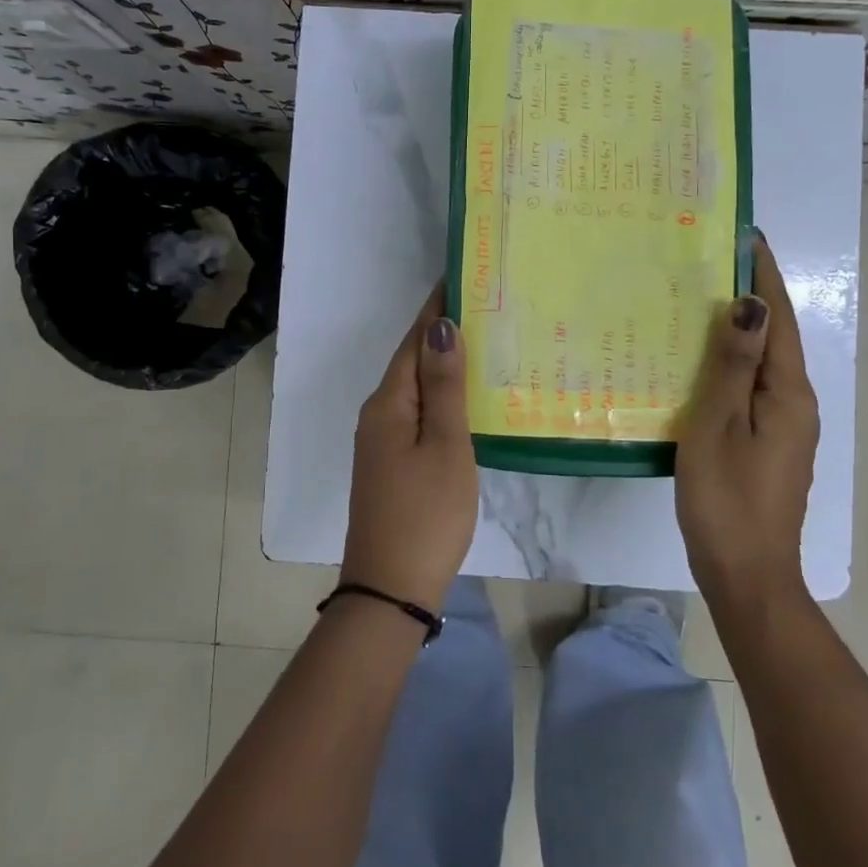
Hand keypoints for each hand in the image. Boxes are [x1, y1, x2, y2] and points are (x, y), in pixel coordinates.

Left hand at [342, 284, 478, 610]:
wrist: (391, 589)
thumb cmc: (426, 514)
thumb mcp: (444, 446)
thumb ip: (443, 387)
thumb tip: (440, 326)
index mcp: (389, 403)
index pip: (415, 339)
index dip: (437, 308)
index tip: (464, 277)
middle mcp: (379, 414)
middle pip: (412, 360)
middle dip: (444, 331)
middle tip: (488, 306)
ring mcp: (382, 441)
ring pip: (416, 388)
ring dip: (445, 364)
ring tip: (487, 343)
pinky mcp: (392, 463)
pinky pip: (418, 413)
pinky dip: (442, 396)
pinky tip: (467, 398)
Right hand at [675, 234, 820, 607]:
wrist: (747, 577)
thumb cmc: (726, 499)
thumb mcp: (719, 426)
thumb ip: (733, 365)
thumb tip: (750, 304)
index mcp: (788, 394)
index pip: (779, 319)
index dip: (764, 275)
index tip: (747, 234)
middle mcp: (795, 404)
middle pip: (775, 337)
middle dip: (751, 296)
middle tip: (713, 261)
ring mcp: (784, 427)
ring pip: (762, 363)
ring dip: (739, 329)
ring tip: (701, 301)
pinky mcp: (768, 445)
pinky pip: (751, 387)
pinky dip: (731, 363)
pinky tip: (701, 363)